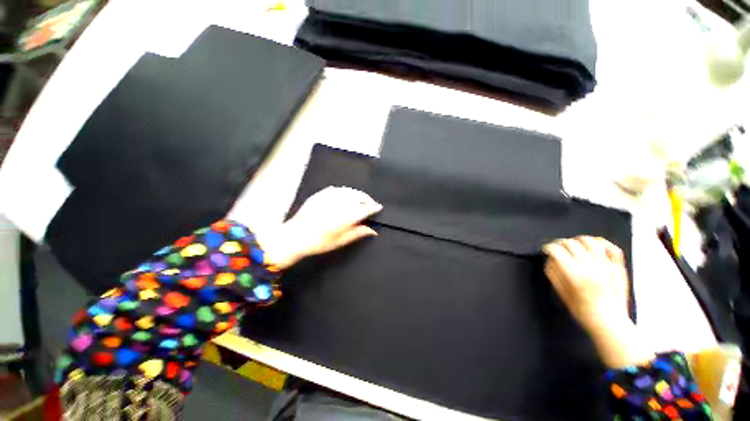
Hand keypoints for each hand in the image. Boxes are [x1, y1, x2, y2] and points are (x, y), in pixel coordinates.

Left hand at [256, 187, 382, 268]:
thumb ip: (358, 233)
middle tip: (370, 204)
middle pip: (359, 196)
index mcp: (346, 217)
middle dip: (367, 199)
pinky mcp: (321, 194)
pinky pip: (337, 189)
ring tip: (360, 200)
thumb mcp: (340, 240)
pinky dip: (345, 192)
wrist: (295, 236)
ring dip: (357, 194)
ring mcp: (329, 197)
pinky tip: (346, 196)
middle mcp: (339, 204)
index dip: (374, 207)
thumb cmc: (319, 242)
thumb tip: (373, 230)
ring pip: (349, 191)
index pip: (365, 209)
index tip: (379, 208)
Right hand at [542, 236, 628, 330]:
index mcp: (574, 273)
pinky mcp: (618, 267)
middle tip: (557, 248)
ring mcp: (607, 265)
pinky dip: (601, 242)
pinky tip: (594, 245)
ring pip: (590, 241)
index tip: (546, 250)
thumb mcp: (560, 292)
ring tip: (574, 245)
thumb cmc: (582, 310)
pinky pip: (611, 247)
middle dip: (560, 243)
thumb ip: (553, 273)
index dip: (548, 247)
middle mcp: (590, 266)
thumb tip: (550, 259)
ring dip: (578, 240)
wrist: (609, 321)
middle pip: (571, 243)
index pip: (556, 250)